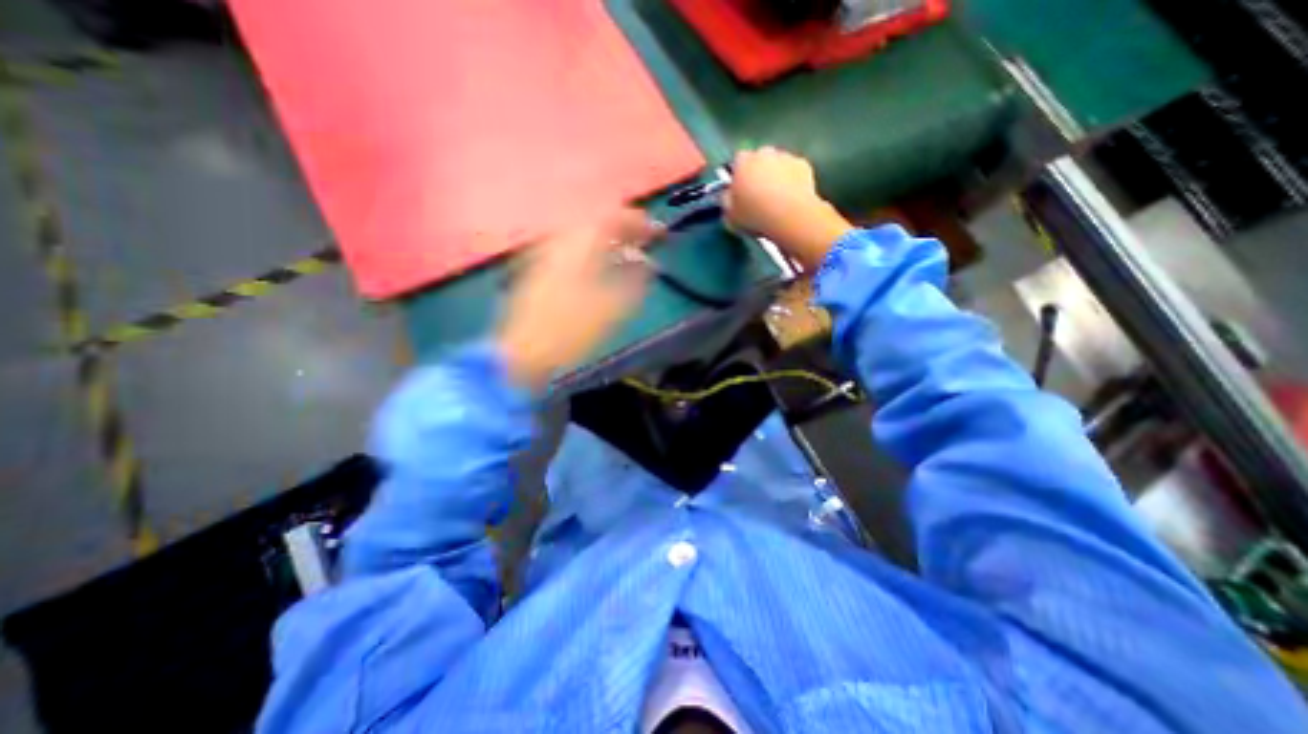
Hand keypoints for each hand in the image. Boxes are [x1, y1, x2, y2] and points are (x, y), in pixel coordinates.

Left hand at [494, 207, 665, 390]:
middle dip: (623, 230)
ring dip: (607, 241)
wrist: (524, 354)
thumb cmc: (571, 331)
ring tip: (627, 255)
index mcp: (579, 246)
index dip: (638, 222)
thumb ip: (636, 281)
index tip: (658, 232)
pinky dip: (592, 253)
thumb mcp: (613, 308)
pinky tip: (601, 269)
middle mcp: (559, 242)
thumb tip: (650, 264)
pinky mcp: (538, 271)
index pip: (612, 218)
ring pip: (582, 237)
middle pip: (595, 224)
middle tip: (643, 242)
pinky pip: (572, 250)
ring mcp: (545, 255)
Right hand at [721, 147, 855, 268]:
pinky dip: (792, 180)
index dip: (738, 176)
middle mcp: (764, 153)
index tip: (740, 191)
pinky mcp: (804, 165)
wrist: (790, 217)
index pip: (737, 162)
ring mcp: (786, 157)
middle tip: (758, 196)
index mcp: (742, 163)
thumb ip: (726, 201)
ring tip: (776, 200)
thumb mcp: (730, 216)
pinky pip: (794, 171)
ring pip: (777, 164)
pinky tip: (791, 198)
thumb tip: (727, 196)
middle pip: (759, 159)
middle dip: (758, 172)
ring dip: (775, 176)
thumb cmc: (755, 216)